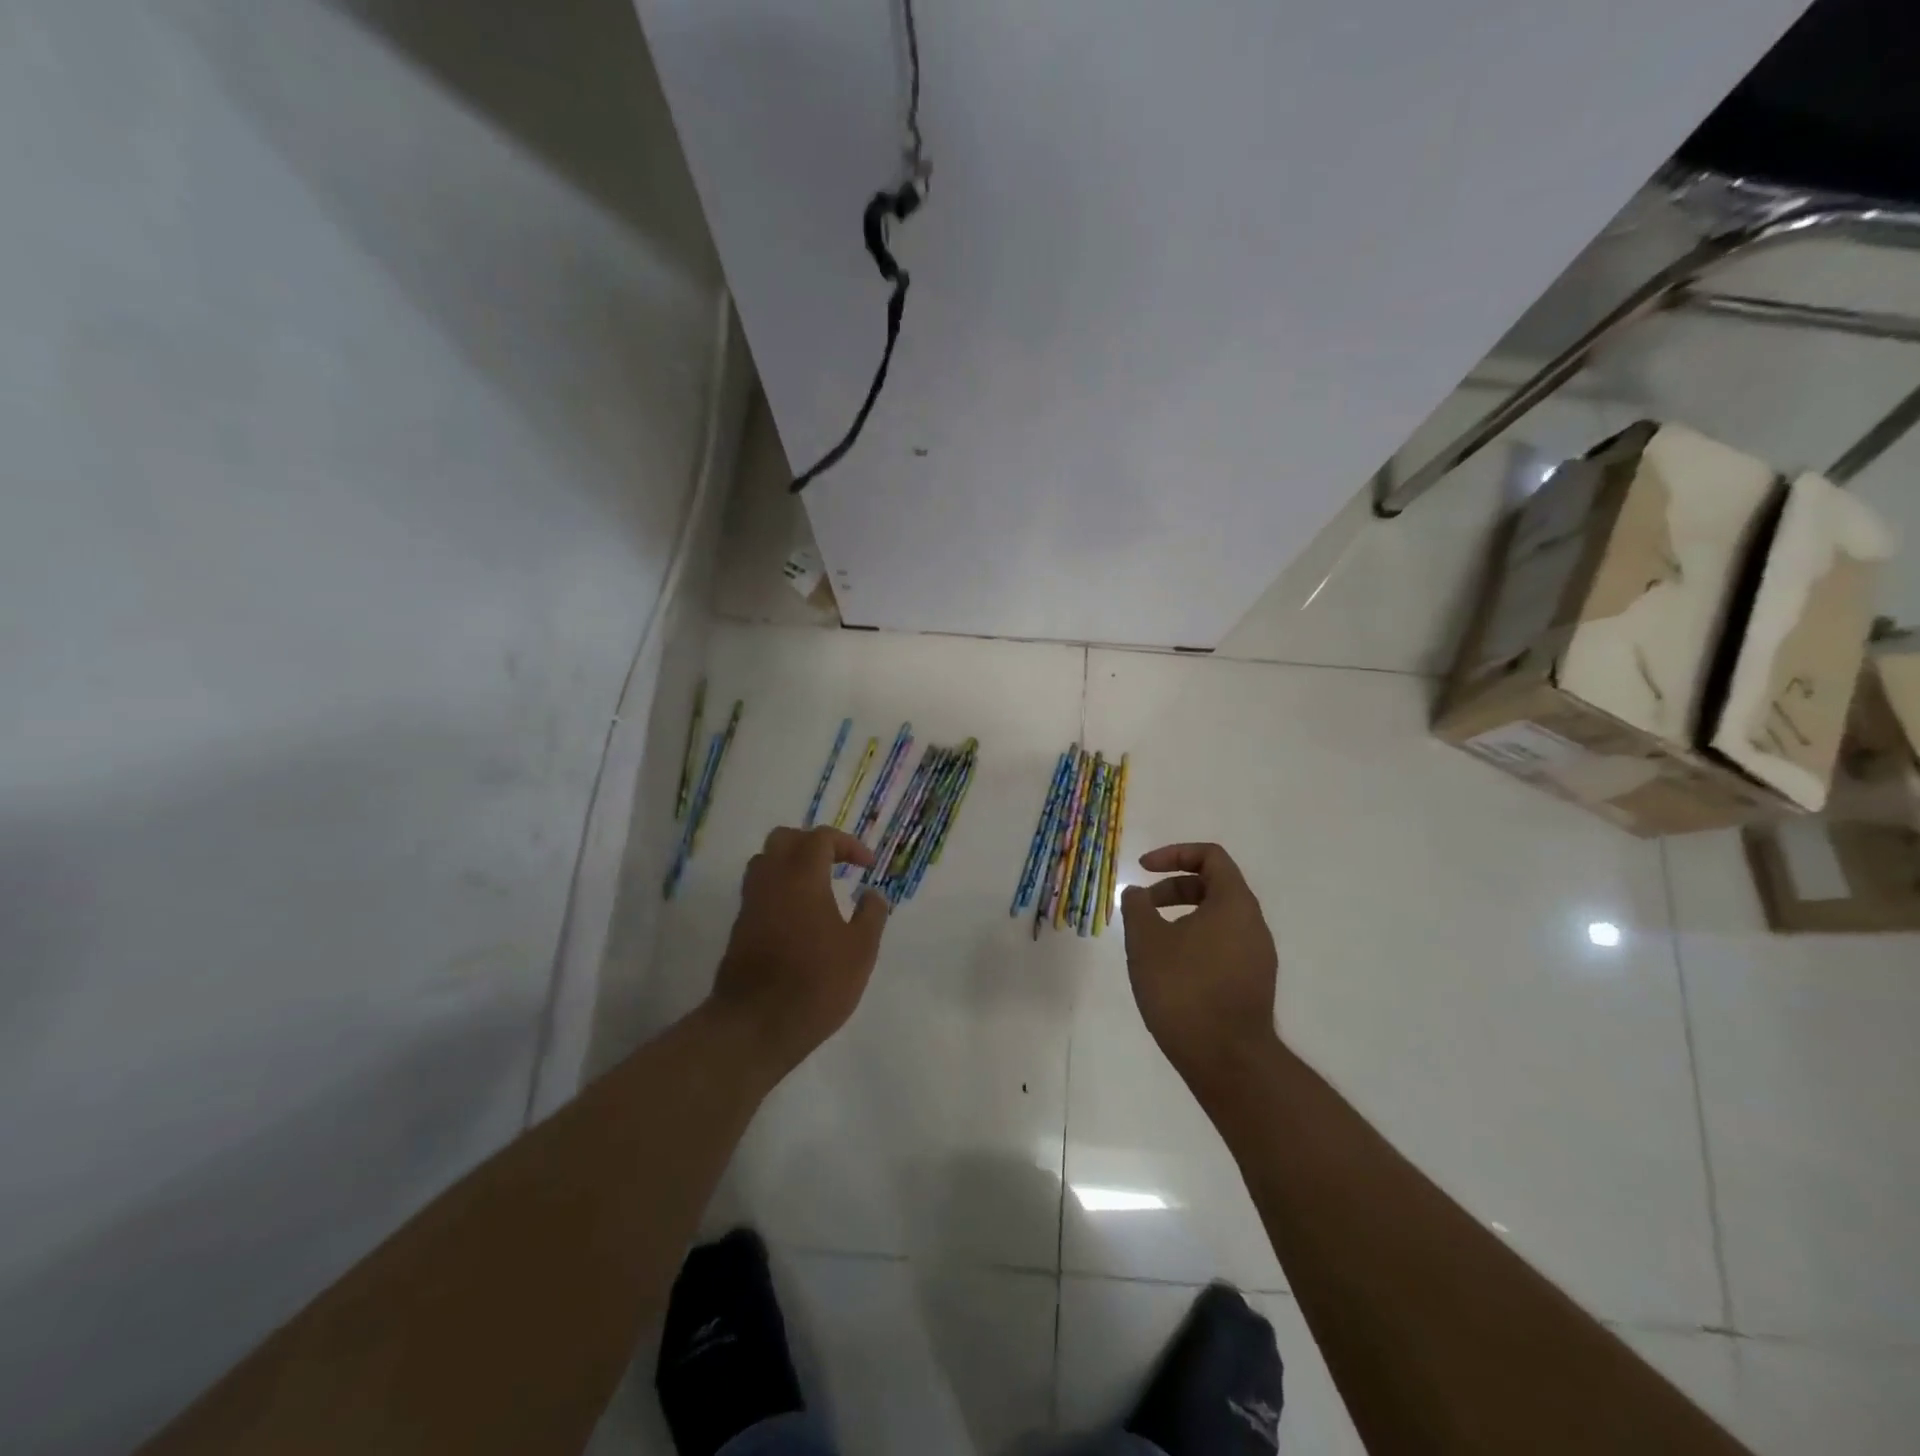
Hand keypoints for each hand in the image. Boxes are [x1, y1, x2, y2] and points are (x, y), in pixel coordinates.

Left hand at [711, 826, 891, 1076]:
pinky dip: (779, 888)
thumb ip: (871, 915)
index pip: (821, 838)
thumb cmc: (816, 983)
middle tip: (837, 864)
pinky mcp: (740, 927)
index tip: (868, 866)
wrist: (754, 1025)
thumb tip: (874, 894)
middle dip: (812, 844)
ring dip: (791, 864)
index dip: (848, 844)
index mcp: (802, 877)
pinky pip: (759, 890)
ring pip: (765, 862)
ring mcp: (751, 904)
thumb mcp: (860, 951)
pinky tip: (799, 916)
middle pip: (784, 839)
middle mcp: (771, 881)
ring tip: (817, 886)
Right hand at [1119, 842, 1280, 1090]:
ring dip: (1182, 917)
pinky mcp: (1254, 982)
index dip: (1174, 854)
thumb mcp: (1146, 941)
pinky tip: (1170, 970)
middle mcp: (1253, 923)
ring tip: (1151, 942)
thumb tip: (1138, 893)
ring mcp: (1258, 955)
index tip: (1143, 870)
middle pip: (1214, 886)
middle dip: (1174, 888)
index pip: (1210, 856)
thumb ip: (1138, 907)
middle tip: (1143, 906)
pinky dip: (1195, 941)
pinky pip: (1223, 945)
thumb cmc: (1184, 989)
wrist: (1227, 1060)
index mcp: (1234, 903)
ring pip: (1218, 918)